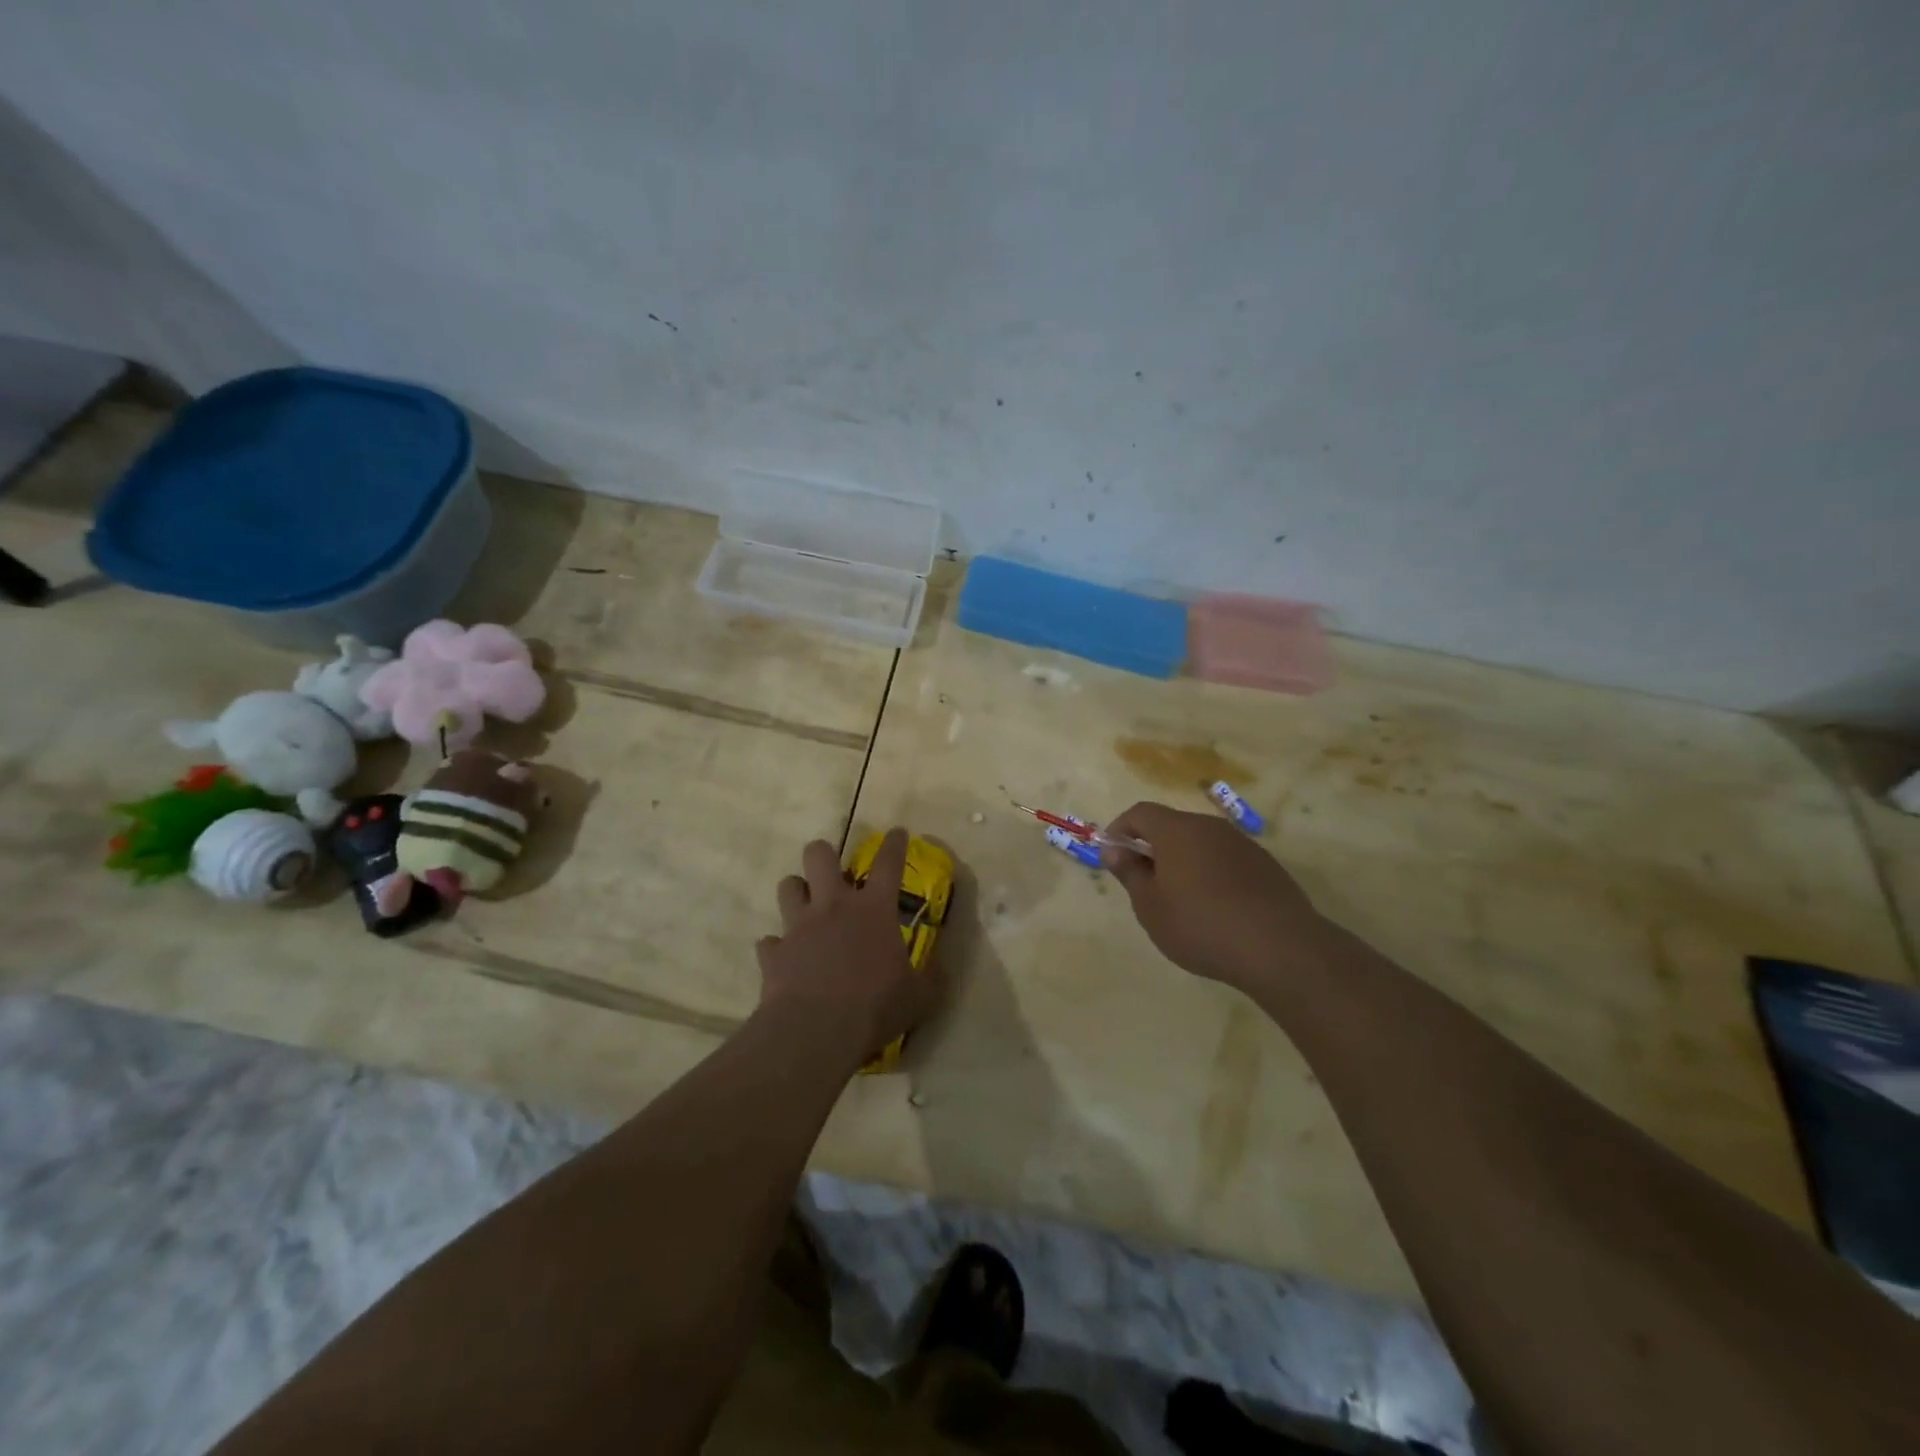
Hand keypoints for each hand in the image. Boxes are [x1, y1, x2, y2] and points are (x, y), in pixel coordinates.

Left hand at [756, 829, 941, 1066]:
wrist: (815, 1031)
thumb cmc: (874, 1007)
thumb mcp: (919, 997)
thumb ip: (931, 978)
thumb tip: (941, 968)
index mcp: (873, 910)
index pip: (888, 864)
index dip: (894, 844)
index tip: (896, 832)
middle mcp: (833, 906)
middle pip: (819, 856)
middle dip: (824, 854)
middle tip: (832, 869)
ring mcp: (799, 926)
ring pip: (788, 886)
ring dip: (796, 891)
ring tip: (804, 904)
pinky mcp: (774, 952)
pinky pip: (770, 941)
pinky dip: (778, 946)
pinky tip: (784, 957)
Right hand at [1101, 802, 1326, 990]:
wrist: (1279, 947)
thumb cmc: (1200, 925)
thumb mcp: (1150, 906)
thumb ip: (1129, 872)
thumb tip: (1113, 848)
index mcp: (1177, 830)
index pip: (1140, 813)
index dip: (1120, 830)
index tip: (1113, 856)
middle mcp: (1210, 827)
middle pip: (1172, 825)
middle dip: (1152, 847)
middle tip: (1144, 883)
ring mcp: (1242, 844)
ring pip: (1201, 843)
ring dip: (1183, 861)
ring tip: (1180, 900)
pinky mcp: (1265, 865)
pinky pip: (1225, 860)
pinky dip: (1211, 874)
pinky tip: (1215, 909)